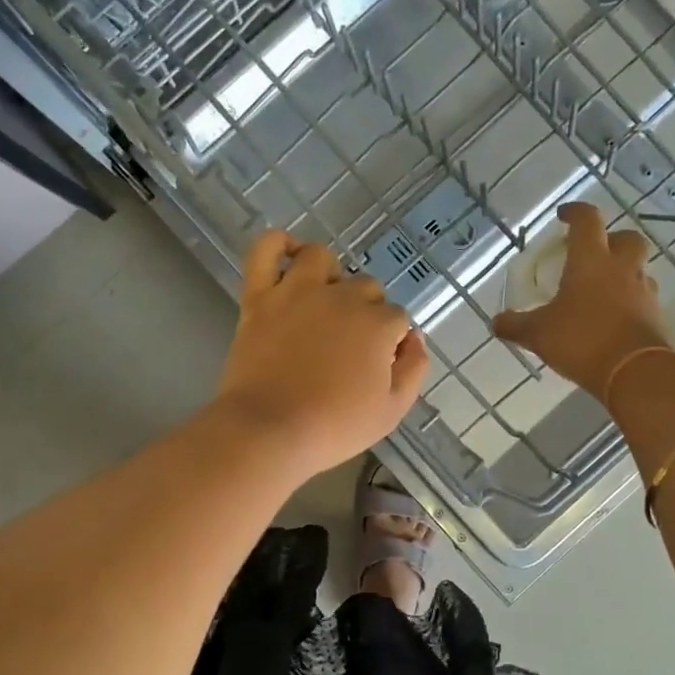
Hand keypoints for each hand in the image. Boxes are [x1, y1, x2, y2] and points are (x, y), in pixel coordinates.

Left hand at [214, 231, 428, 476]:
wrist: (269, 431)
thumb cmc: (335, 426)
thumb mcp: (393, 410)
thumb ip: (413, 368)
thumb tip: (414, 337)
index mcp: (377, 323)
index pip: (397, 317)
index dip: (391, 340)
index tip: (378, 364)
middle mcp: (341, 297)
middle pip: (365, 287)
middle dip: (365, 310)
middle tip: (349, 345)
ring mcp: (296, 291)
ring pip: (321, 258)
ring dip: (329, 274)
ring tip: (324, 300)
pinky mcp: (259, 297)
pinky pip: (264, 251)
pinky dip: (276, 243)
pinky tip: (287, 252)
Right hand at [494, 202, 672, 400]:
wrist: (635, 372)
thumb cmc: (582, 340)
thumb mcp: (539, 334)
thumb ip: (516, 325)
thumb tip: (496, 322)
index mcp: (591, 261)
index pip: (587, 221)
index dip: (575, 212)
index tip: (564, 215)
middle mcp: (622, 268)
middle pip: (626, 238)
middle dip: (611, 239)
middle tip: (593, 253)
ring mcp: (643, 291)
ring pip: (637, 269)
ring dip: (622, 272)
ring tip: (602, 290)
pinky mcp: (656, 316)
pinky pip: (643, 298)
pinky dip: (629, 301)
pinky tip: (613, 317)